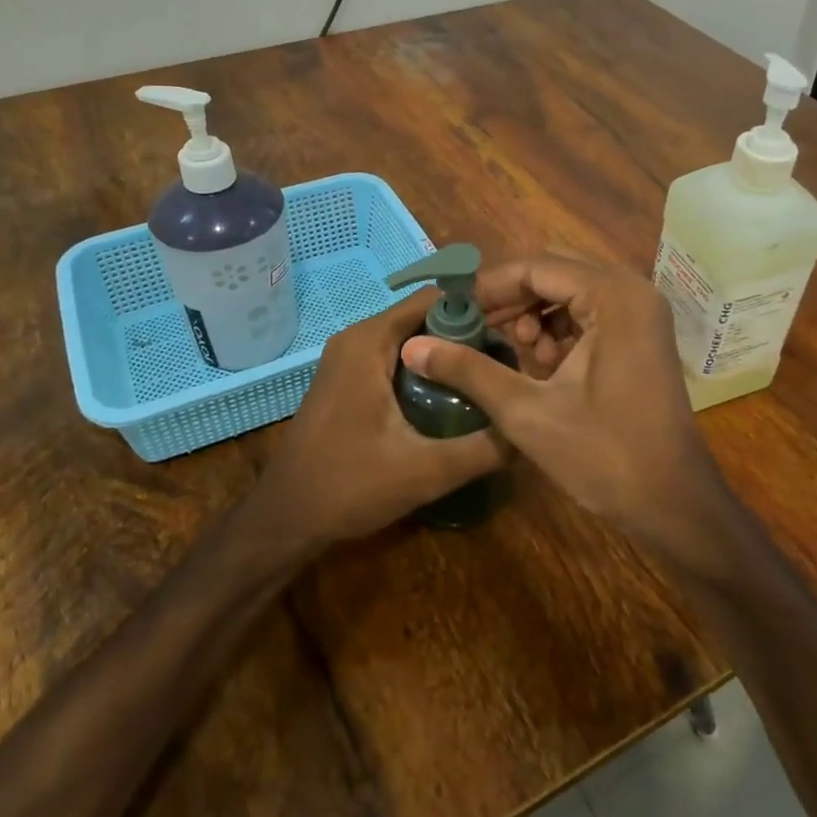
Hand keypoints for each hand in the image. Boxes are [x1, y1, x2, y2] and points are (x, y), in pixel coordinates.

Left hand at [257, 290, 507, 543]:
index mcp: (370, 341)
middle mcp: (357, 338)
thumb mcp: (424, 471)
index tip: (515, 331)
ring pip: (412, 338)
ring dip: (449, 352)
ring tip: (491, 377)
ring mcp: (349, 358)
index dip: (479, 308)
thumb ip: (482, 449)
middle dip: (468, 333)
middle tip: (510, 360)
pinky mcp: (349, 379)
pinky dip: (428, 367)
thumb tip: (531, 428)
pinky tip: (455, 397)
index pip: (436, 298)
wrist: (286, 518)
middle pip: (426, 316)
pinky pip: (397, 356)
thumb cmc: (347, 487)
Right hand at [399, 254, 726, 548]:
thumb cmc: (604, 456)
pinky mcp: (641, 336)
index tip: (450, 310)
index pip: (536, 267)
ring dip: (533, 316)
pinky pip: (588, 314)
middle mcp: (632, 291)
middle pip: (553, 273)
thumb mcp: (526, 412)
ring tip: (510, 356)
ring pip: (570, 293)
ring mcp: (641, 313)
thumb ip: (469, 370)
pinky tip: (539, 366)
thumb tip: (412, 345)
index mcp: (613, 296)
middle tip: (474, 330)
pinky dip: (557, 332)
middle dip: (510, 300)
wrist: (674, 504)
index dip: (487, 287)